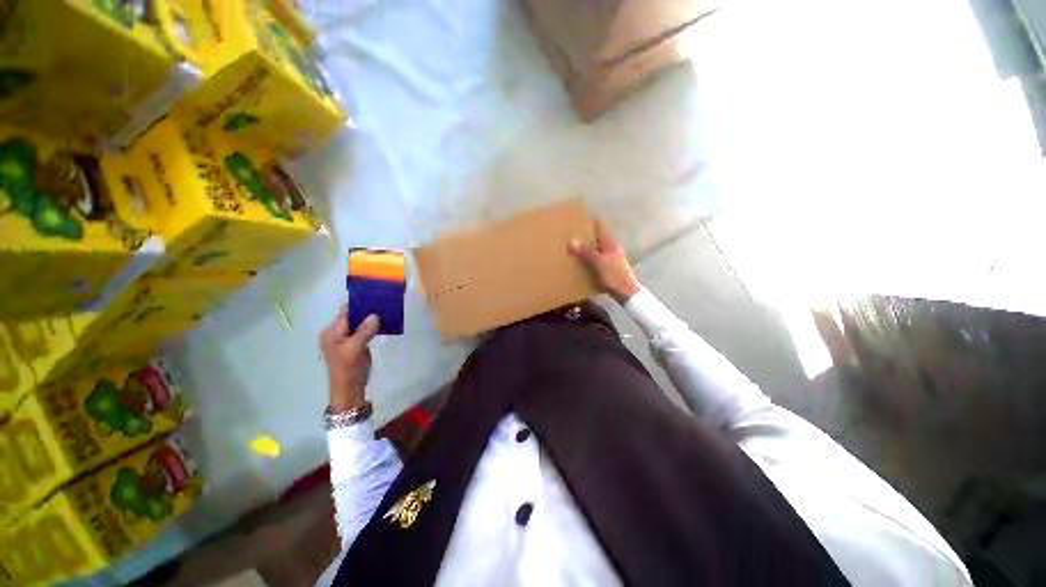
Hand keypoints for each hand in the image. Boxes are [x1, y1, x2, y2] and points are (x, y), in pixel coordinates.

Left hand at [320, 309, 380, 410]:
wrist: (350, 389)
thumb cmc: (348, 368)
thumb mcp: (355, 348)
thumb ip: (364, 331)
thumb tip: (375, 315)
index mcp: (331, 332)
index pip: (345, 313)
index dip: (358, 305)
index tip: (375, 297)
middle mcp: (336, 333)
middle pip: (352, 317)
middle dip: (366, 311)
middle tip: (383, 304)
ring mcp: (346, 339)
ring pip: (359, 323)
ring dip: (370, 319)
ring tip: (385, 311)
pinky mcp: (355, 344)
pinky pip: (363, 331)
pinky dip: (372, 327)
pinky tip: (383, 323)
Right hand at [569, 220, 641, 303]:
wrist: (627, 293)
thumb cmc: (614, 276)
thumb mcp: (598, 263)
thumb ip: (586, 251)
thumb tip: (572, 240)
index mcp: (611, 244)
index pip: (600, 227)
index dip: (590, 222)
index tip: (578, 220)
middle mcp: (612, 248)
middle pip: (598, 238)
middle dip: (587, 236)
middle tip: (571, 235)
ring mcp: (612, 259)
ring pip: (598, 249)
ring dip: (588, 248)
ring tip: (574, 249)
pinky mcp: (611, 269)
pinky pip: (598, 260)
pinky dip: (590, 259)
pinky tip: (582, 264)